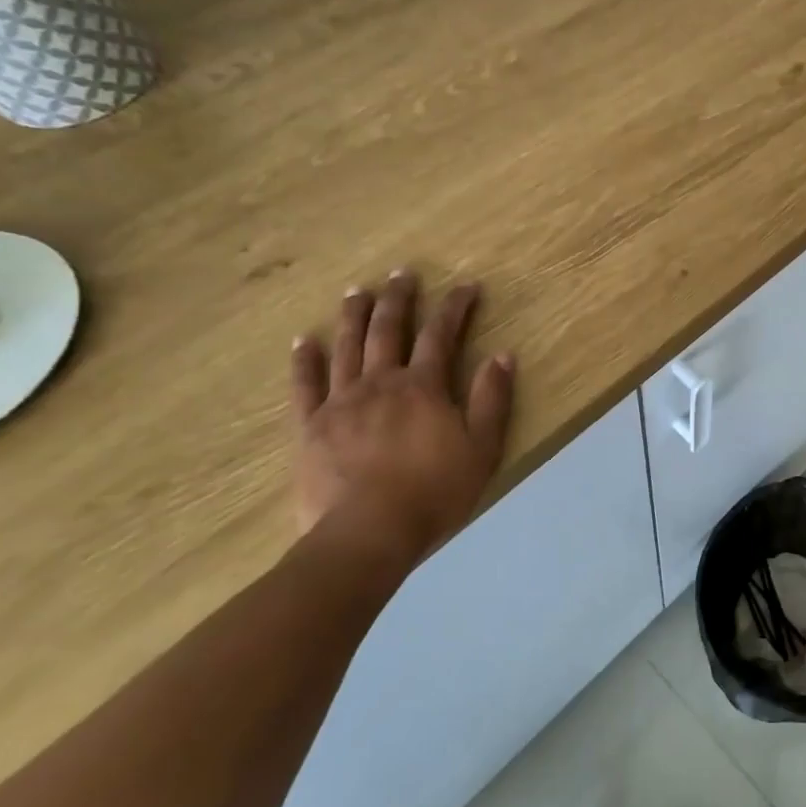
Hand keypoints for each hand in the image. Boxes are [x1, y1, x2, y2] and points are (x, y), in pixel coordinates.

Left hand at [290, 271, 514, 564]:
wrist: (368, 533)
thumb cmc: (434, 493)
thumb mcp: (482, 449)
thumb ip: (492, 400)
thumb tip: (502, 355)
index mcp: (423, 387)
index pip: (441, 335)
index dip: (455, 307)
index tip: (466, 286)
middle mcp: (380, 382)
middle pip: (388, 330)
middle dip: (399, 298)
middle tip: (403, 273)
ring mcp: (341, 402)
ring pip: (346, 347)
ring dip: (353, 316)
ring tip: (357, 291)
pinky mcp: (310, 427)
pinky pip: (305, 385)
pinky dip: (304, 360)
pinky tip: (303, 341)